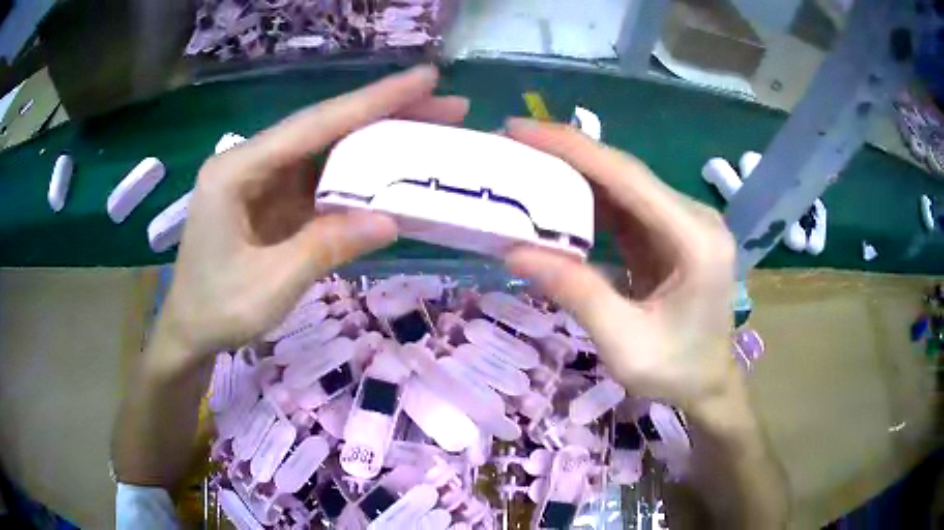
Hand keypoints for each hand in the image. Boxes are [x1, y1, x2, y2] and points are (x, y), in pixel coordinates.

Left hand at [156, 65, 468, 368]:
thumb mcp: (270, 285)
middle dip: (385, 114)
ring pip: (326, 152)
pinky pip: (319, 181)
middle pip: (324, 129)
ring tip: (428, 132)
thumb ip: (326, 247)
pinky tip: (389, 174)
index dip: (373, 99)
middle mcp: (250, 162)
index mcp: (237, 170)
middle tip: (446, 106)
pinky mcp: (272, 201)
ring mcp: (262, 181)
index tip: (426, 78)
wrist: (189, 332)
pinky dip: (356, 178)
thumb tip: (391, 220)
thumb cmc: (216, 309)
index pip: (314, 124)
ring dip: (376, 143)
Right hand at [503, 119, 739, 411]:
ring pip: (622, 186)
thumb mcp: (624, 344)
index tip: (520, 128)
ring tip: (524, 168)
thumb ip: (576, 294)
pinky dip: (588, 202)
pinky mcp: (671, 234)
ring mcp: (684, 223)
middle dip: (567, 155)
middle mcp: (694, 219)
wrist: (709, 384)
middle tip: (513, 146)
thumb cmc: (677, 372)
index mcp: (695, 240)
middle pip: (624, 173)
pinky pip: (625, 208)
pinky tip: (555, 200)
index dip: (572, 148)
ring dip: (574, 176)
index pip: (627, 177)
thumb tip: (514, 251)